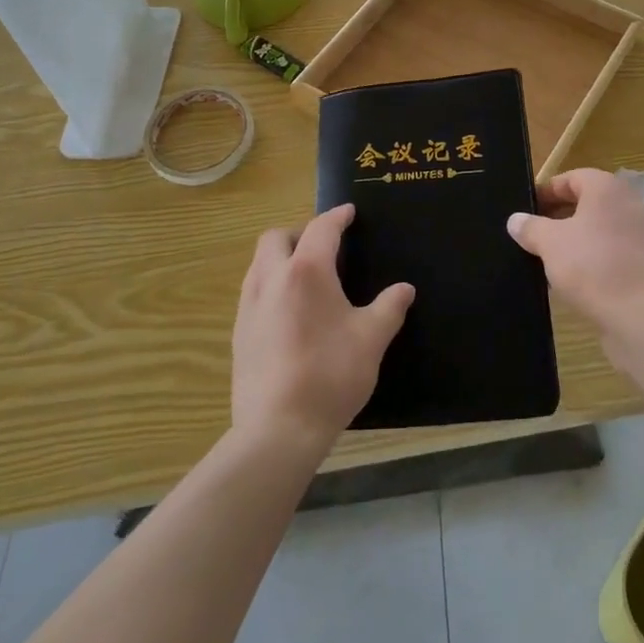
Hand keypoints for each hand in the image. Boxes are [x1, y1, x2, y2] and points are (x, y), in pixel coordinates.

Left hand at [232, 204, 413, 456]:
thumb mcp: (371, 340)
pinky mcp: (238, 333)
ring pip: (259, 263)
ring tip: (304, 275)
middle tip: (323, 246)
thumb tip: (405, 289)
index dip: (337, 217)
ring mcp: (249, 306)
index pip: (321, 229)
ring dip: (280, 257)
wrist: (278, 429)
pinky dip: (270, 285)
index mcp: (307, 271)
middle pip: (276, 237)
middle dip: (299, 232)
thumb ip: (389, 308)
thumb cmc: (330, 375)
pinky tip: (287, 310)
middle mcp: (272, 279)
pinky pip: (252, 291)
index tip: (348, 213)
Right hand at [508, 168, 643, 337]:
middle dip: (556, 217)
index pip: (570, 178)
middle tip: (531, 234)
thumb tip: (515, 220)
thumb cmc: (592, 266)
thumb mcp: (549, 243)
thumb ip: (530, 227)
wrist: (641, 316)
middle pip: (585, 202)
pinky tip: (570, 279)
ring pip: (597, 229)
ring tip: (546, 258)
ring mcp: (639, 234)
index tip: (524, 210)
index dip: (545, 192)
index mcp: (606, 188)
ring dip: (572, 240)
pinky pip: (609, 251)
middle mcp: (627, 204)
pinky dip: (590, 258)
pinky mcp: (643, 263)